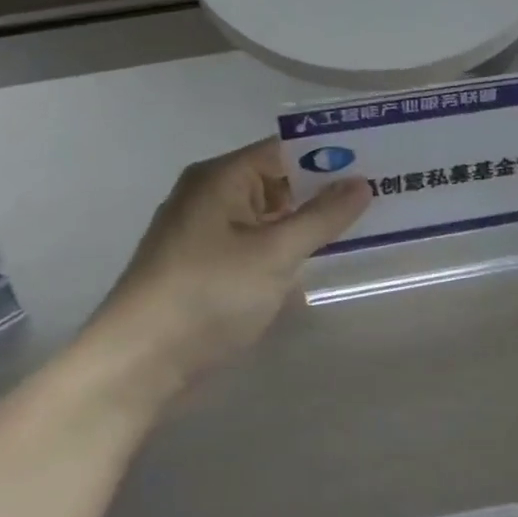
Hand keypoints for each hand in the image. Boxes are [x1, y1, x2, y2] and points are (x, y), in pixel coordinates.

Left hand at [83, 139, 369, 402]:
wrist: (136, 367)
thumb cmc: (207, 296)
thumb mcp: (274, 254)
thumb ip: (322, 217)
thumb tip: (362, 183)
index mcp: (222, 177)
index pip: (286, 149)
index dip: (332, 153)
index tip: (378, 160)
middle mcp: (212, 195)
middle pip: (279, 179)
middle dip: (326, 188)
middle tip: (381, 192)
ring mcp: (207, 232)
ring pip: (270, 214)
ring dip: (309, 220)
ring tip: (364, 223)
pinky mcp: (207, 266)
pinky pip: (257, 242)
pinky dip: (287, 246)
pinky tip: (321, 257)